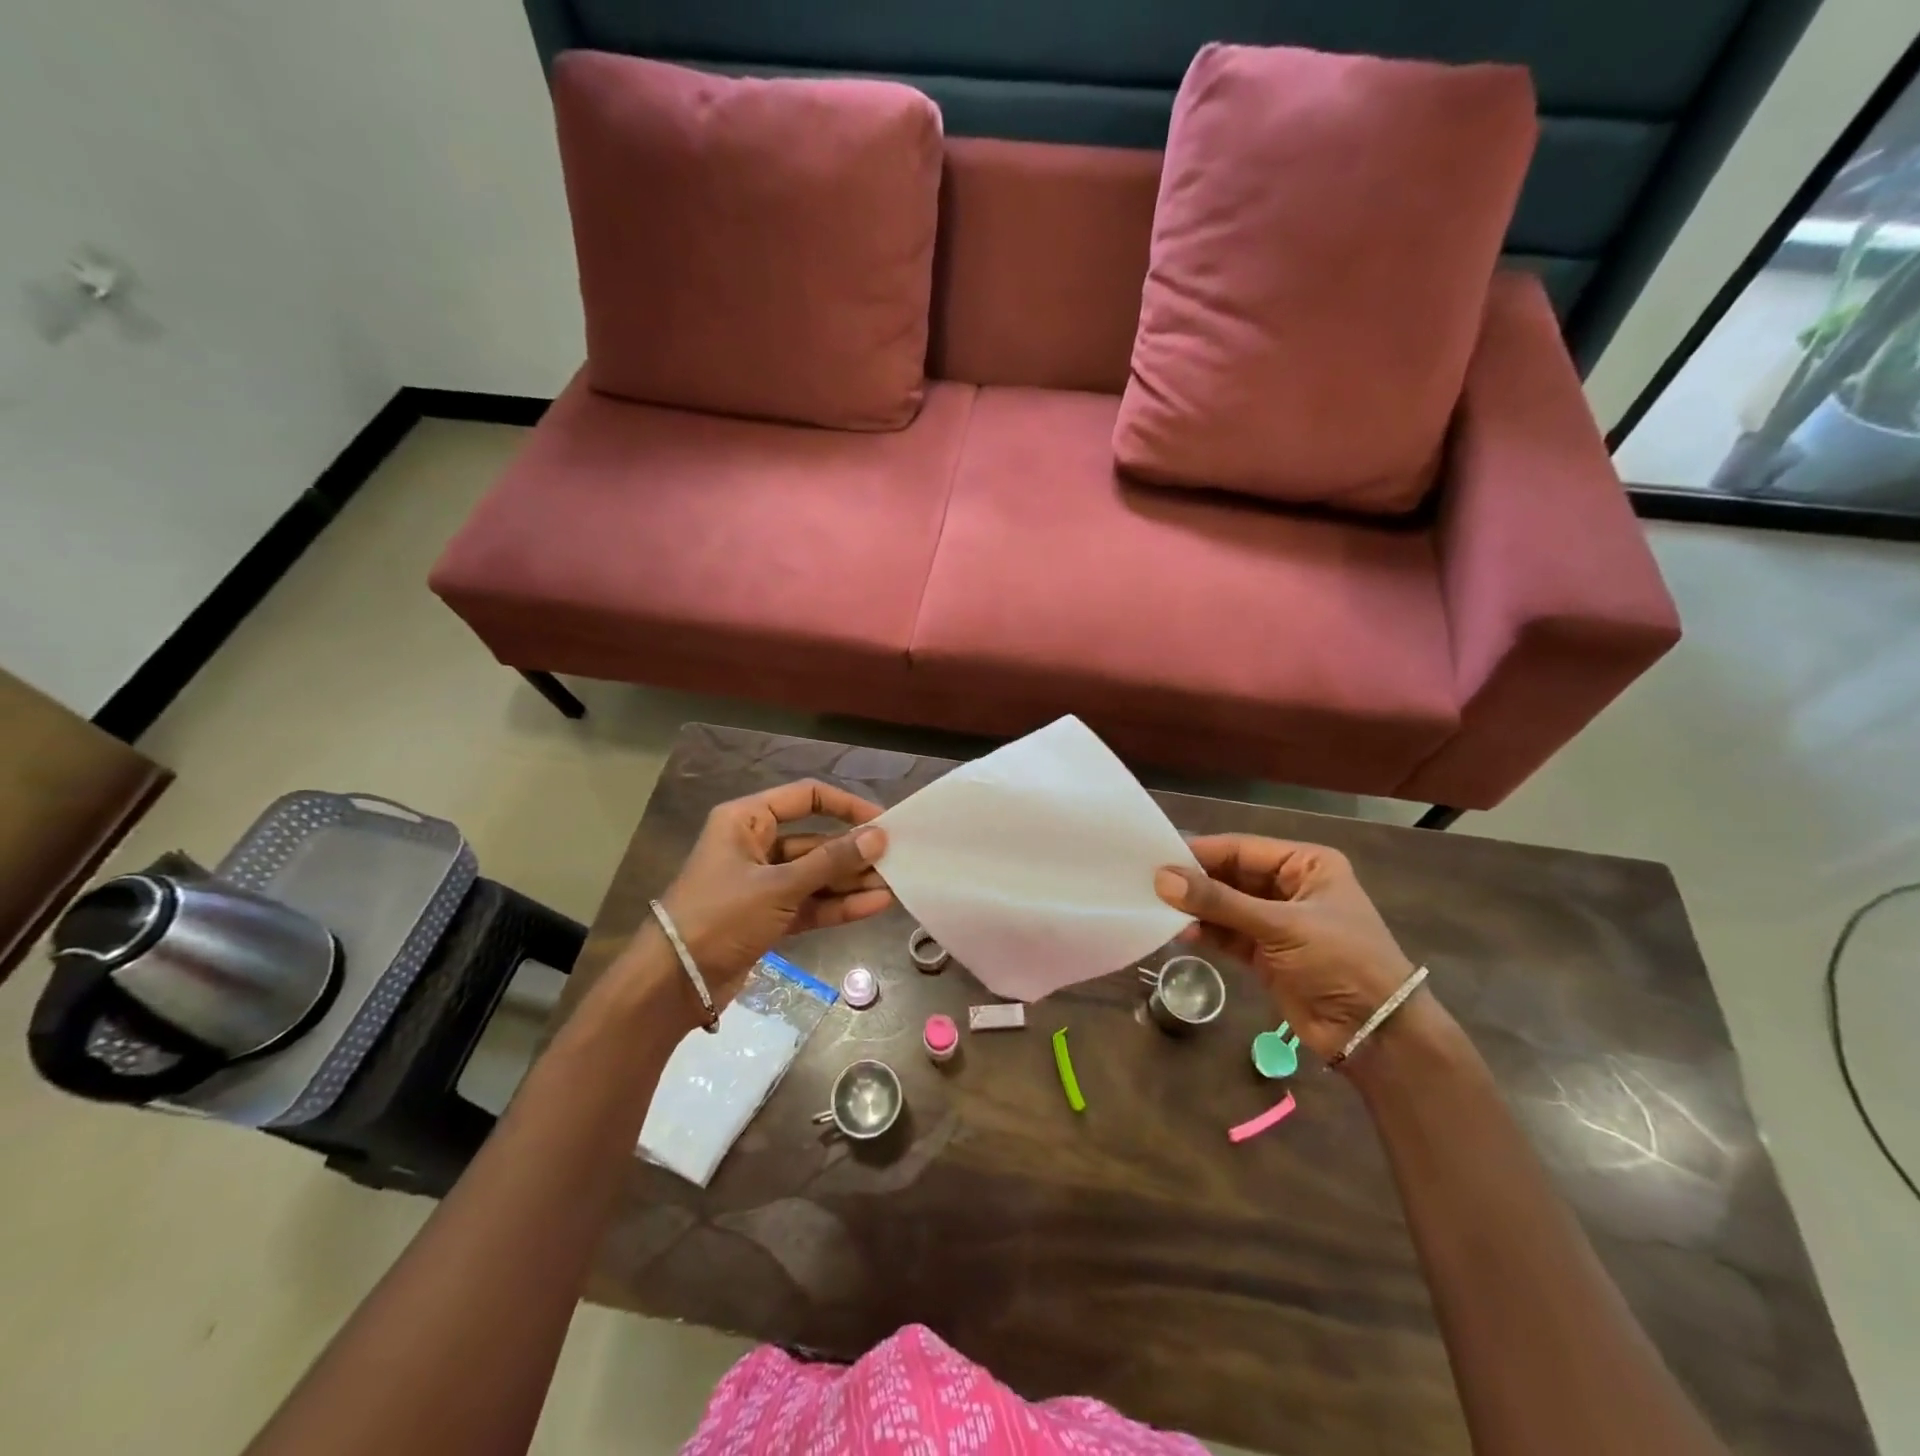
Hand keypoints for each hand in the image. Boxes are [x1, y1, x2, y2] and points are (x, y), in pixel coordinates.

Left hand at [657, 780, 890, 1000]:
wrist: (674, 984)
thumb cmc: (720, 917)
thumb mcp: (778, 886)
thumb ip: (831, 862)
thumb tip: (878, 837)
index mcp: (747, 821)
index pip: (805, 797)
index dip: (845, 806)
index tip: (882, 821)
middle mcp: (756, 845)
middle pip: (815, 840)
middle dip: (854, 852)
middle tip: (896, 860)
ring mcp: (763, 883)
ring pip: (816, 875)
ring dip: (851, 881)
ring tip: (895, 885)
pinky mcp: (769, 916)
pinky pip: (810, 903)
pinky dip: (838, 905)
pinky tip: (874, 906)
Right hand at [1155, 836, 1417, 1061]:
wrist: (1376, 1034)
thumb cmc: (1340, 961)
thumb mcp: (1281, 926)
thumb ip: (1220, 902)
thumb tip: (1162, 878)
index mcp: (1306, 865)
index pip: (1242, 850)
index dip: (1201, 852)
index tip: (1157, 855)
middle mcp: (1290, 887)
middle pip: (1231, 876)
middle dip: (1195, 881)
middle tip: (1150, 882)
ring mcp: (1277, 922)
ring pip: (1226, 906)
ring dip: (1197, 908)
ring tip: (1159, 908)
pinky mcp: (1266, 954)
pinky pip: (1228, 934)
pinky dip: (1206, 932)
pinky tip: (1181, 932)